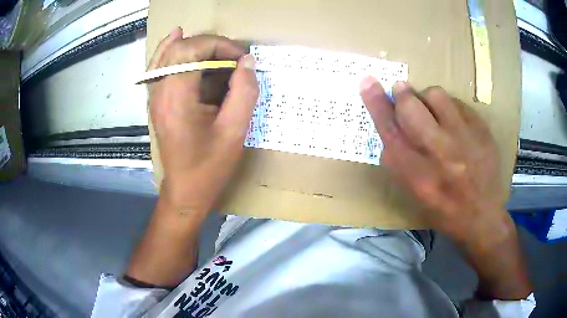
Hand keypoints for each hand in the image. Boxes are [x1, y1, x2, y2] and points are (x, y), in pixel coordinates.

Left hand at [148, 28, 258, 217]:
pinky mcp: (157, 100)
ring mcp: (155, 95)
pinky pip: (161, 65)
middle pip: (180, 47)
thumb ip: (244, 92)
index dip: (221, 46)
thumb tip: (248, 62)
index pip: (192, 49)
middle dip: (211, 44)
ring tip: (219, 53)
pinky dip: (172, 49)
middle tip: (233, 58)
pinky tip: (179, 37)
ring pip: (167, 53)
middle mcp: (160, 91)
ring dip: (195, 47)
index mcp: (176, 98)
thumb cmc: (209, 167)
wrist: (185, 190)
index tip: (242, 59)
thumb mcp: (234, 131)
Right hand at [360, 78, 510, 242]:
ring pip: (435, 95)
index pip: (391, 132)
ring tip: (432, 111)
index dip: (377, 105)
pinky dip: (449, 106)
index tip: (368, 82)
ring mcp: (466, 139)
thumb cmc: (445, 211)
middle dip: (402, 95)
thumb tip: (387, 129)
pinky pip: (457, 102)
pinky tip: (453, 121)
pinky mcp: (482, 130)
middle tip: (402, 92)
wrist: (483, 217)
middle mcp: (442, 155)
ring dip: (427, 98)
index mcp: (419, 177)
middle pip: (411, 107)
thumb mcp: (415, 196)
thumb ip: (398, 163)